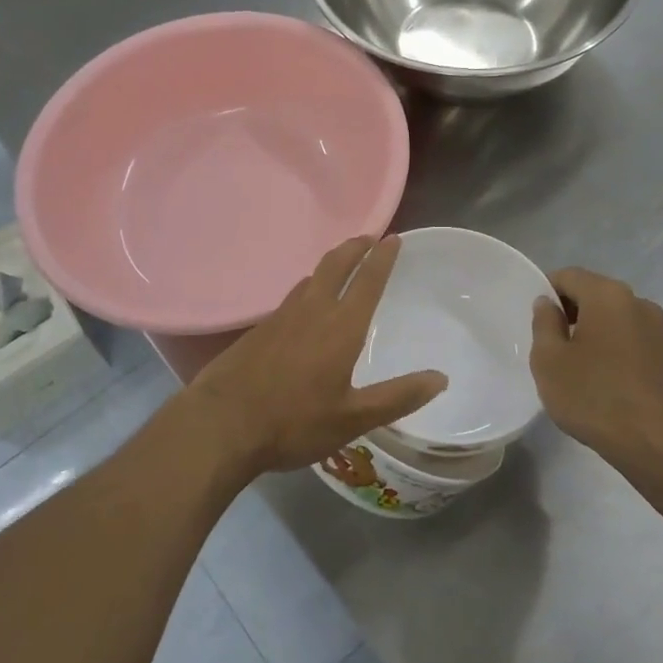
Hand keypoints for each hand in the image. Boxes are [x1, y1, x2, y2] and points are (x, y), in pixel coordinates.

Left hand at [188, 235, 447, 476]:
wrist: (221, 424)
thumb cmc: (293, 422)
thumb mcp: (353, 419)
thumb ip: (398, 397)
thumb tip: (440, 378)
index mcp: (341, 327)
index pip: (368, 281)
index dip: (383, 258)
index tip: (394, 238)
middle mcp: (312, 311)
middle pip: (335, 266)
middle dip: (355, 248)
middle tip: (369, 238)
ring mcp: (281, 317)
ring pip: (310, 278)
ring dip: (330, 264)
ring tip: (342, 264)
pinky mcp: (259, 329)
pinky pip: (291, 296)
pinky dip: (308, 287)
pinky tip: (304, 303)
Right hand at [530, 268, 662, 474]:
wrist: (655, 443)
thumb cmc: (594, 396)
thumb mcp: (549, 360)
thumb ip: (544, 324)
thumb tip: (548, 304)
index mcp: (607, 295)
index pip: (568, 276)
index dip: (546, 292)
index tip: (535, 320)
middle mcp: (637, 302)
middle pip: (594, 293)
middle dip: (571, 311)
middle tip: (551, 343)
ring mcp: (658, 329)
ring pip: (614, 317)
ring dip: (594, 330)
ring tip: (576, 364)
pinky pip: (631, 339)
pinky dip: (614, 348)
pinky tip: (603, 379)